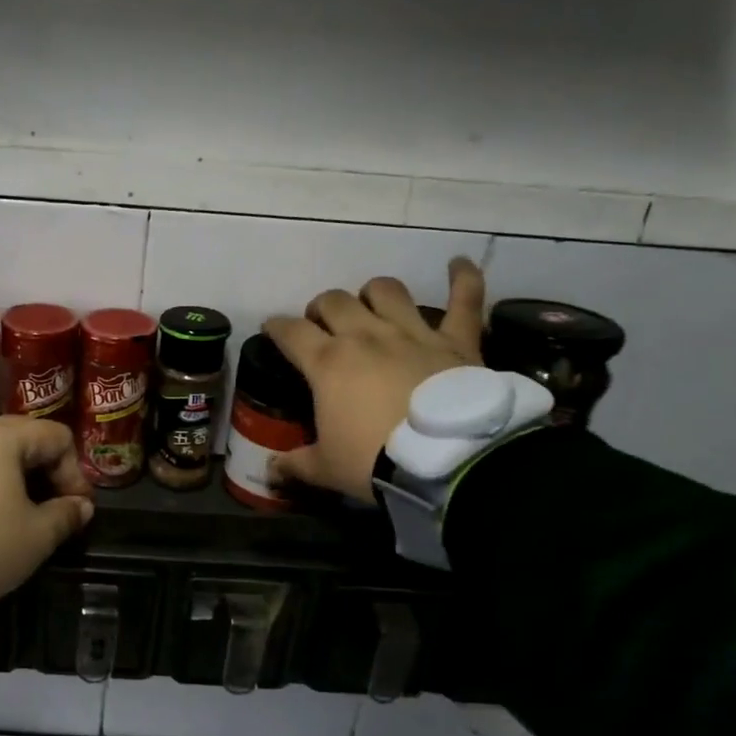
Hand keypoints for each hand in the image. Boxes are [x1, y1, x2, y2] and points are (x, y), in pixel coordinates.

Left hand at [0, 416, 95, 602]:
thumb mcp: (36, 536)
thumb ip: (65, 515)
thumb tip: (81, 506)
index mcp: (5, 438)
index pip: (57, 437)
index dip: (75, 472)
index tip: (76, 508)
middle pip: (26, 439)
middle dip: (47, 471)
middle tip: (54, 506)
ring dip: (17, 479)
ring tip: (23, 514)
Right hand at [262, 258, 487, 502]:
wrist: (448, 463)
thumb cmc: (375, 461)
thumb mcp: (326, 469)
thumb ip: (295, 464)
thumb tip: (271, 471)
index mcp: (328, 363)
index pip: (290, 332)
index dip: (276, 327)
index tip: (272, 329)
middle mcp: (366, 336)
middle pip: (334, 302)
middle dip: (321, 308)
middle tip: (321, 325)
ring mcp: (413, 332)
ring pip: (386, 291)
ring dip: (372, 293)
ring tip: (370, 305)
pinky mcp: (456, 340)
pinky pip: (465, 299)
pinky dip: (463, 278)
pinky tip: (458, 264)